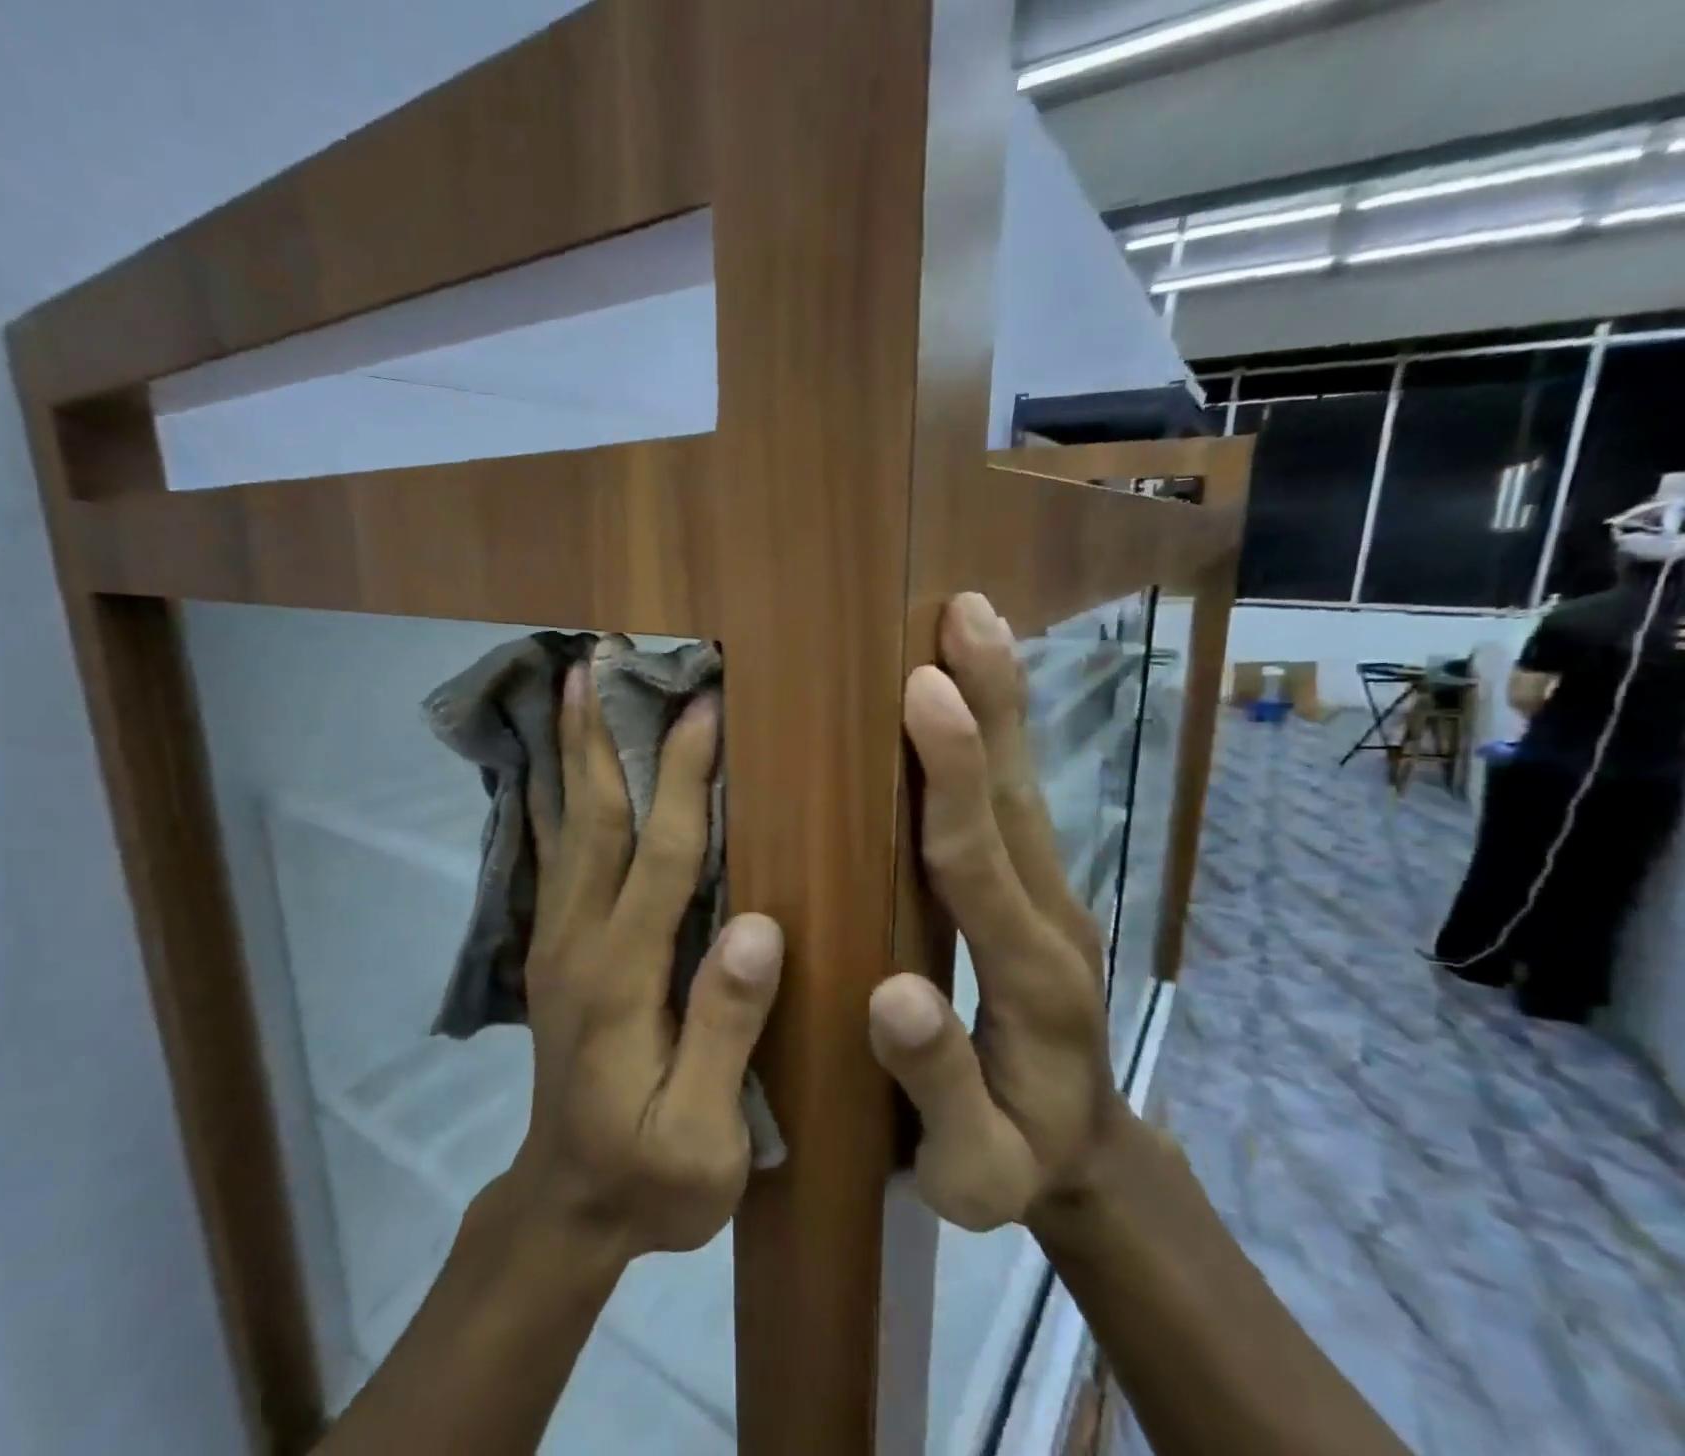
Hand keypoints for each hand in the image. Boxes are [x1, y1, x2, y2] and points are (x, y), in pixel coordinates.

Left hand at [513, 656, 782, 1257]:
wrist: (565, 1206)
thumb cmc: (649, 1179)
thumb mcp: (701, 1137)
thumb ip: (726, 1033)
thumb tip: (759, 928)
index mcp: (622, 978)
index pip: (660, 858)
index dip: (683, 781)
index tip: (704, 709)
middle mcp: (578, 940)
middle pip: (596, 820)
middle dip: (606, 735)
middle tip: (606, 660)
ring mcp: (557, 939)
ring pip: (566, 825)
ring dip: (571, 750)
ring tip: (574, 684)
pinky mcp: (554, 945)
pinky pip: (553, 852)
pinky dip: (554, 794)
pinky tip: (557, 759)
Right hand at [869, 592, 1128, 1235]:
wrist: (1085, 1154)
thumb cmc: (1015, 1163)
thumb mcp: (972, 1168)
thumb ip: (939, 1086)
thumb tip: (890, 992)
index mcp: (1032, 980)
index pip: (982, 862)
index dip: (953, 776)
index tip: (925, 690)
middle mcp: (1052, 917)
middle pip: (1015, 797)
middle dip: (991, 701)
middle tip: (964, 613)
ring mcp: (1052, 895)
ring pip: (1021, 786)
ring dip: (999, 700)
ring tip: (972, 621)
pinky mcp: (1039, 887)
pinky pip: (1013, 800)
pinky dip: (995, 734)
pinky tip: (972, 689)